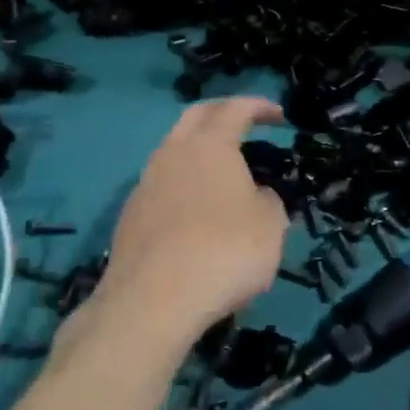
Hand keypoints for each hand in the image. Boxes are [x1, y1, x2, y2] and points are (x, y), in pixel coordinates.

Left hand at [91, 98, 288, 351]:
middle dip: (223, 112)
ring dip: (199, 150)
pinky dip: (184, 184)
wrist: (152, 303)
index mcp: (210, 145)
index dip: (260, 107)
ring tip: (223, 171)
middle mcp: (173, 153)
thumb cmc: (224, 252)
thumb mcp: (270, 225)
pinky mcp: (130, 216)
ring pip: (174, 150)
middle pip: (197, 116)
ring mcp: (146, 183)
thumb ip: (269, 200)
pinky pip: (162, 185)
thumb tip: (256, 195)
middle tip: (246, 122)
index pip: (236, 108)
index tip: (279, 116)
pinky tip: (197, 212)